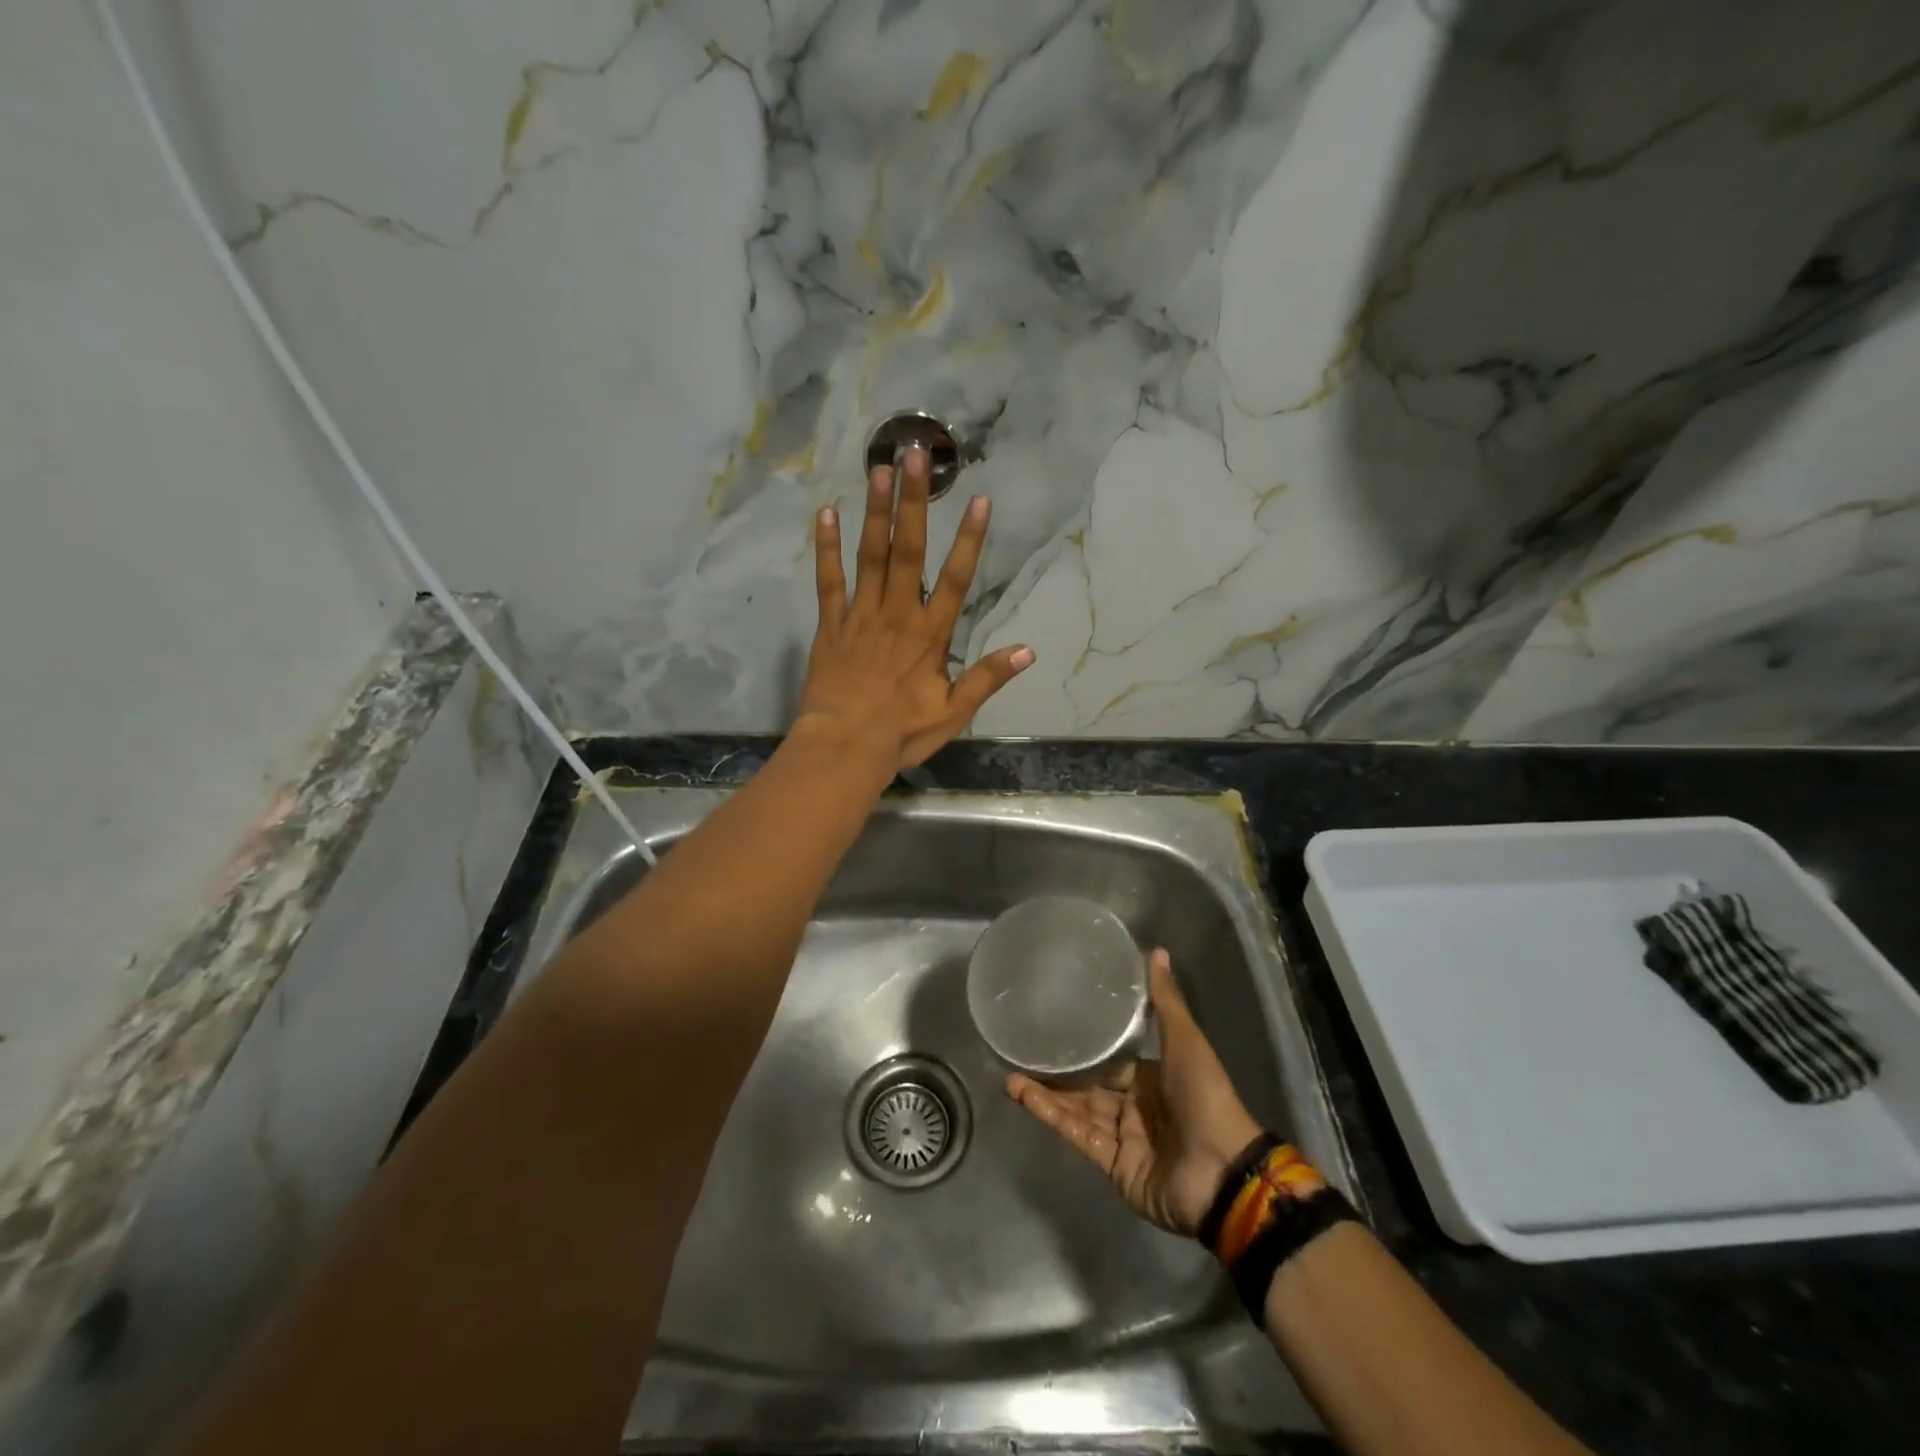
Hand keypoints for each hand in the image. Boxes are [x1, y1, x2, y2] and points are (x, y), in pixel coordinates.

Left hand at [798, 444, 1032, 768]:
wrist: (844, 747)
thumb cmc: (901, 733)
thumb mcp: (954, 712)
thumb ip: (987, 678)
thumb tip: (1028, 651)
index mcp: (930, 635)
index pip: (956, 579)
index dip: (970, 540)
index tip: (978, 500)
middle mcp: (897, 614)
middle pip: (908, 550)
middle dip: (914, 502)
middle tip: (914, 455)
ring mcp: (860, 616)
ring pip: (869, 556)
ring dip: (875, 512)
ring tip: (878, 469)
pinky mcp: (830, 625)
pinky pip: (828, 581)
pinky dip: (826, 548)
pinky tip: (826, 514)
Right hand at [1007, 949, 1262, 1237]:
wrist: (1223, 1173)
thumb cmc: (1205, 1097)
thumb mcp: (1185, 1041)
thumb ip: (1165, 1001)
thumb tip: (1157, 950)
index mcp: (1154, 1077)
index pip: (1113, 1058)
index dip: (1087, 1044)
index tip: (1055, 1023)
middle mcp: (1136, 1105)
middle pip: (1090, 1085)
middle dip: (1059, 1072)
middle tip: (1024, 1051)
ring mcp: (1124, 1137)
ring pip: (1078, 1109)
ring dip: (1047, 1094)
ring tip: (1011, 1077)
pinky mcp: (1113, 1165)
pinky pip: (1079, 1136)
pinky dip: (1053, 1118)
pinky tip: (1026, 1099)